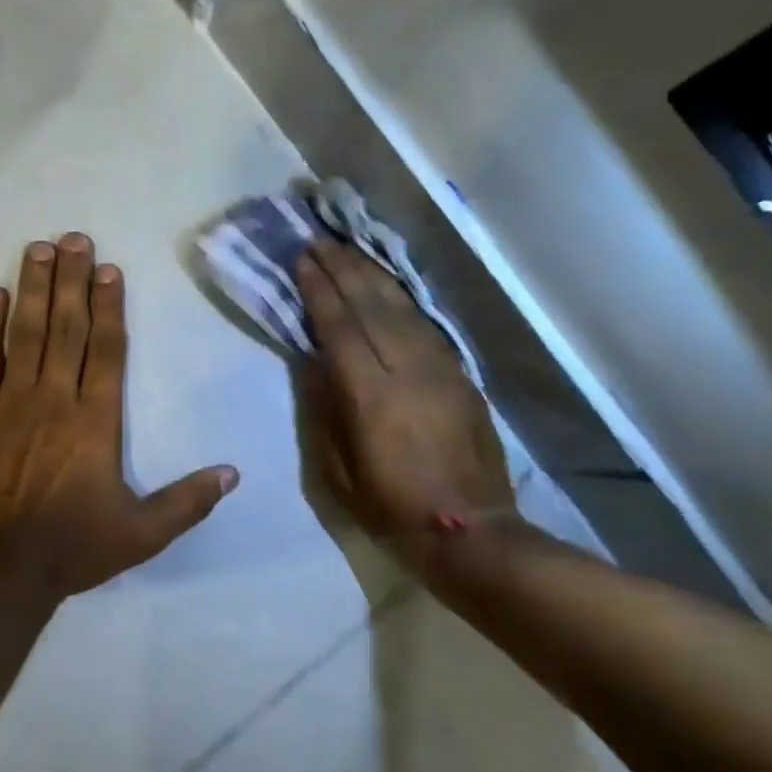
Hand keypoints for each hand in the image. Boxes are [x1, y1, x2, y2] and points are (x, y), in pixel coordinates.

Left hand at [0, 234, 238, 599]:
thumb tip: (234, 473)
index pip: (107, 350)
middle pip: (66, 328)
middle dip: (71, 280)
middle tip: (73, 236)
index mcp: (96, 421)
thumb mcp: (143, 533)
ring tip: (37, 248)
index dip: (110, 306)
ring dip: (32, 288)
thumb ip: (189, 501)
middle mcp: (55, 400)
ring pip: (25, 334)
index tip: (109, 269)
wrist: (0, 571)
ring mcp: (11, 404)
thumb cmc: (75, 547)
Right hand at [296, 240, 512, 542]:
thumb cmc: (390, 508)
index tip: (303, 260)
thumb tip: (311, 362)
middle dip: (344, 269)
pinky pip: (427, 326)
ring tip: (350, 251)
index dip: (320, 290)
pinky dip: (403, 300)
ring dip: (374, 276)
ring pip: (404, 308)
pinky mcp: (461, 376)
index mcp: (371, 396)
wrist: (469, 530)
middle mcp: (408, 371)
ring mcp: (441, 370)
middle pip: (373, 306)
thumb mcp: (337, 472)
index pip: (341, 327)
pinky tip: (388, 287)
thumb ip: (323, 411)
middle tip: (320, 241)